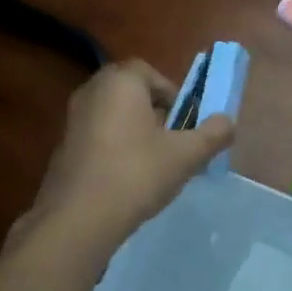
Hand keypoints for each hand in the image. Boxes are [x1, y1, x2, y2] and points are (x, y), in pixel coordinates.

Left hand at [17, 60, 234, 251]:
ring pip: (113, 116)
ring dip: (134, 131)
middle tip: (173, 141)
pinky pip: (97, 137)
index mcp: (120, 82)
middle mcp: (91, 92)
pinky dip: (114, 149)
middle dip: (154, 112)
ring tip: (154, 163)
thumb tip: (229, 121)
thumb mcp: (186, 155)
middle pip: (130, 93)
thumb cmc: (137, 173)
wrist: (79, 217)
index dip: (172, 93)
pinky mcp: (63, 148)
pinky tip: (127, 179)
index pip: (149, 72)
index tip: (185, 121)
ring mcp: (72, 120)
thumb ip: (212, 134)